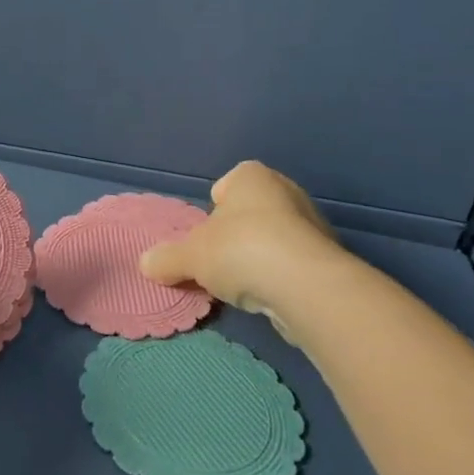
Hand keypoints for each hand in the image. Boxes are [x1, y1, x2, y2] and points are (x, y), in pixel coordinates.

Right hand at [138, 161, 349, 346]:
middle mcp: (286, 192)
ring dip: (259, 257)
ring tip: (242, 284)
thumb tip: (145, 263)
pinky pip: (293, 263)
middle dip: (235, 233)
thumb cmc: (240, 250)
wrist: (305, 286)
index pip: (228, 183)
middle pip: (251, 212)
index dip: (215, 207)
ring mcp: (312, 226)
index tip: (207, 232)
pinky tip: (268, 297)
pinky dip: (280, 277)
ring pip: (274, 238)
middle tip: (218, 259)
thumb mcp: (190, 256)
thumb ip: (167, 258)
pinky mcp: (328, 260)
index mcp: (253, 177)